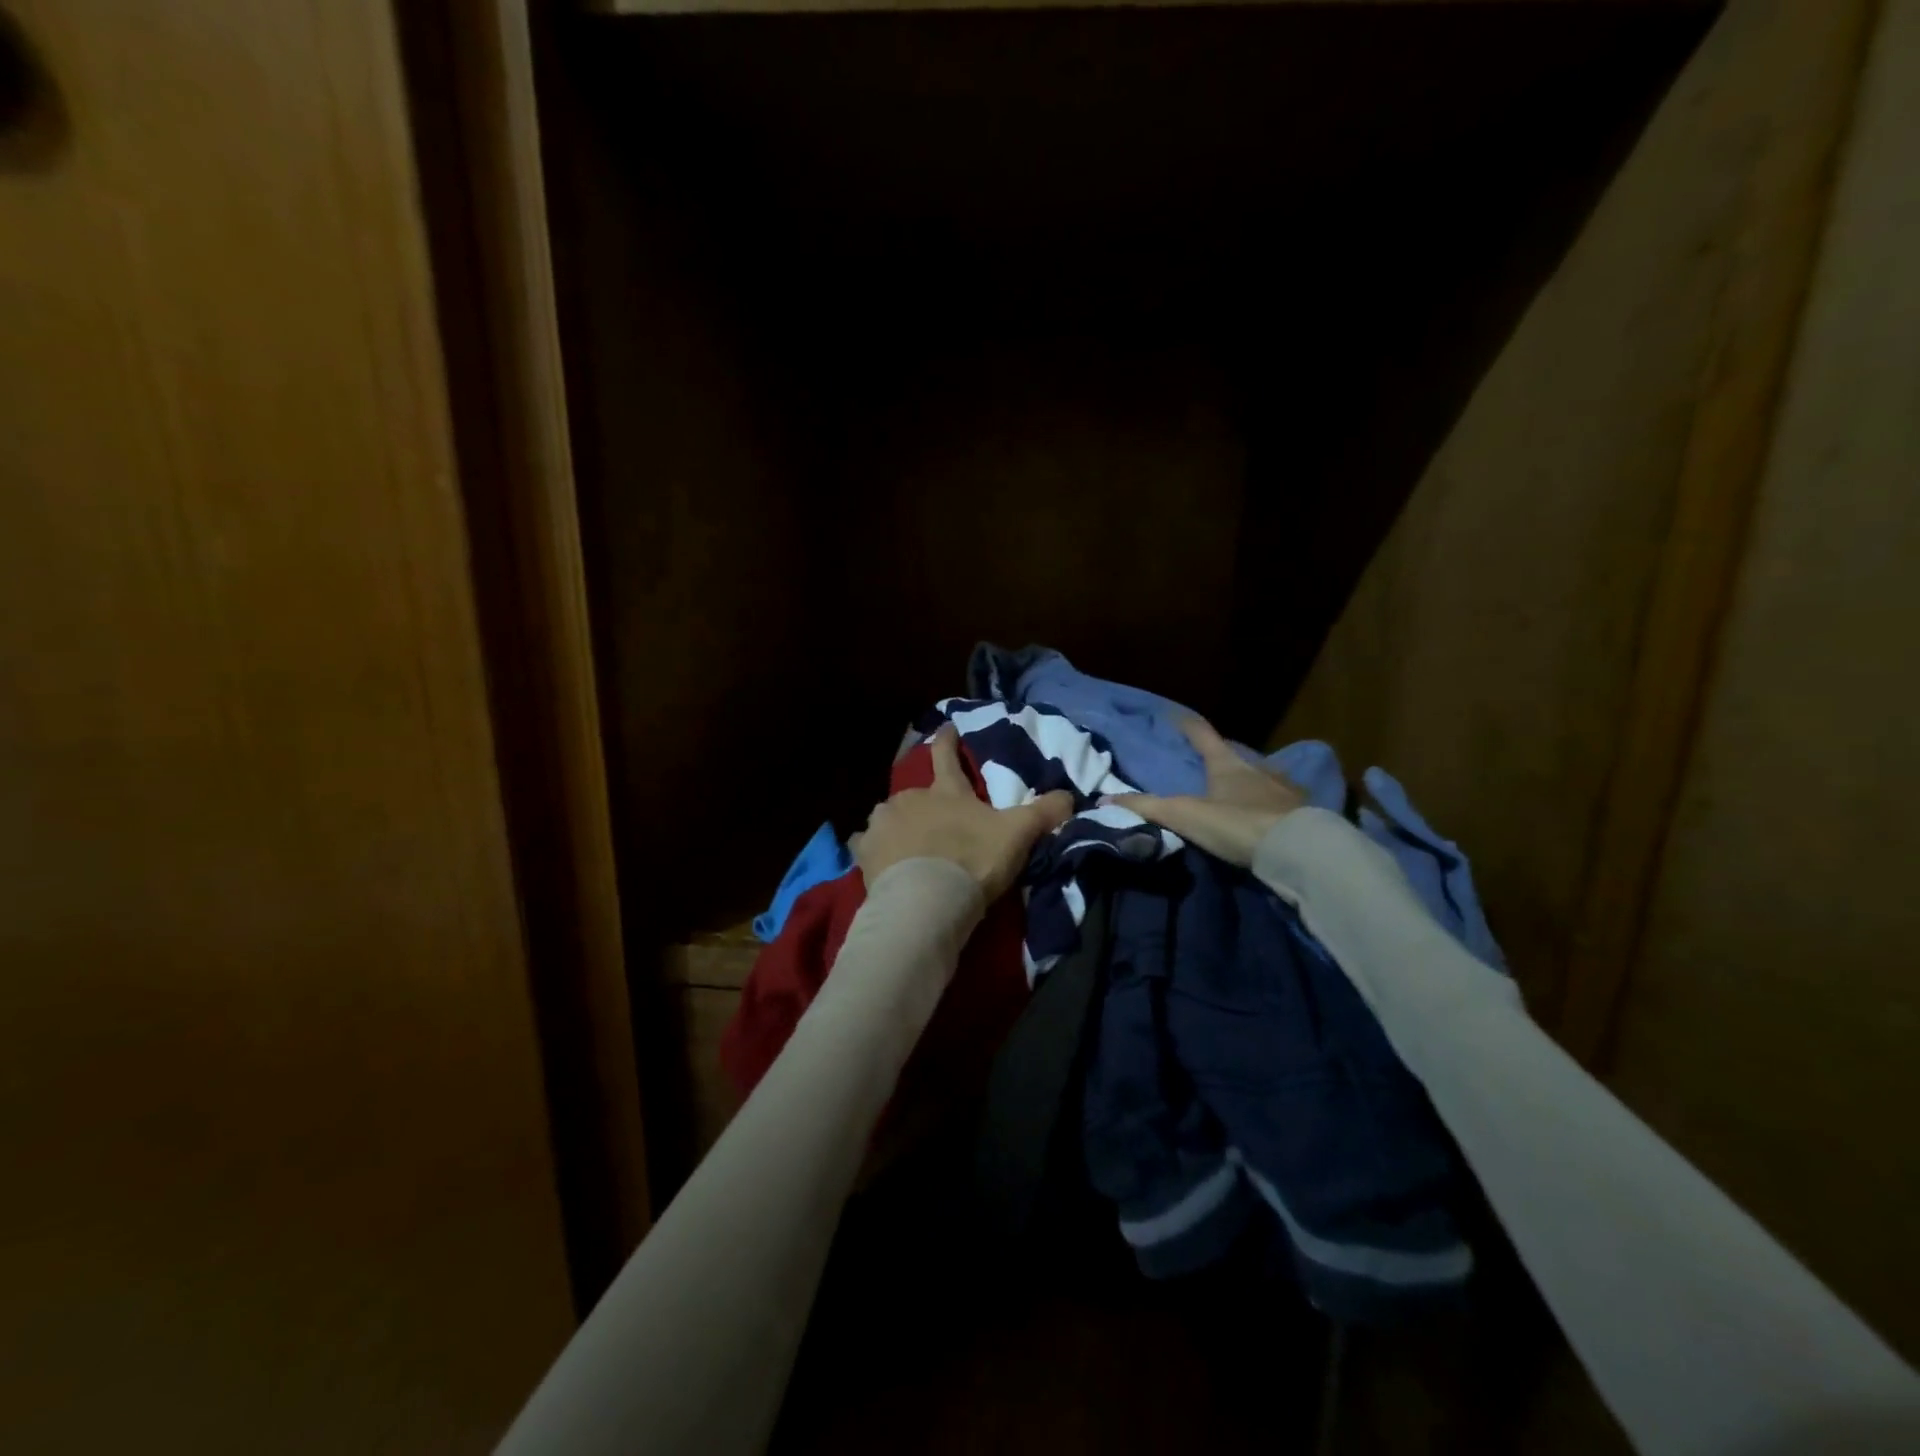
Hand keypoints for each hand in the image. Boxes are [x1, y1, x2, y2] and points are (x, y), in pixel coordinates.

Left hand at [852, 725, 1074, 901]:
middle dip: (924, 805)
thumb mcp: (1017, 835)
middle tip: (935, 826)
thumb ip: (1044, 813)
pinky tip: (878, 860)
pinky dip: (873, 848)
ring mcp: (884, 822)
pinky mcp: (865, 849)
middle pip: (916, 793)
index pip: (946, 754)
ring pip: (889, 816)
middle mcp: (910, 798)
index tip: (946, 726)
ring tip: (907, 847)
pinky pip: (865, 843)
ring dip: (898, 826)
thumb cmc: (973, 860)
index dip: (948, 739)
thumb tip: (1071, 796)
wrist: (927, 898)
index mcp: (946, 791)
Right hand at [1103, 718, 1304, 867]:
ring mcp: (1285, 788)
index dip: (1186, 724)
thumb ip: (1146, 808)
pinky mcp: (1304, 811)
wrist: (1300, 850)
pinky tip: (1267, 817)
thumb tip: (1102, 800)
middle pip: (1234, 756)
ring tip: (1237, 794)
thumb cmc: (1238, 825)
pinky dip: (1270, 805)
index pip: (1202, 734)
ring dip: (1248, 782)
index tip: (1174, 714)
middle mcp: (1258, 768)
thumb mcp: (1185, 816)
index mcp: (1227, 764)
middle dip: (1220, 758)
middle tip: (1206, 765)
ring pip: (1261, 778)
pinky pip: (1281, 802)